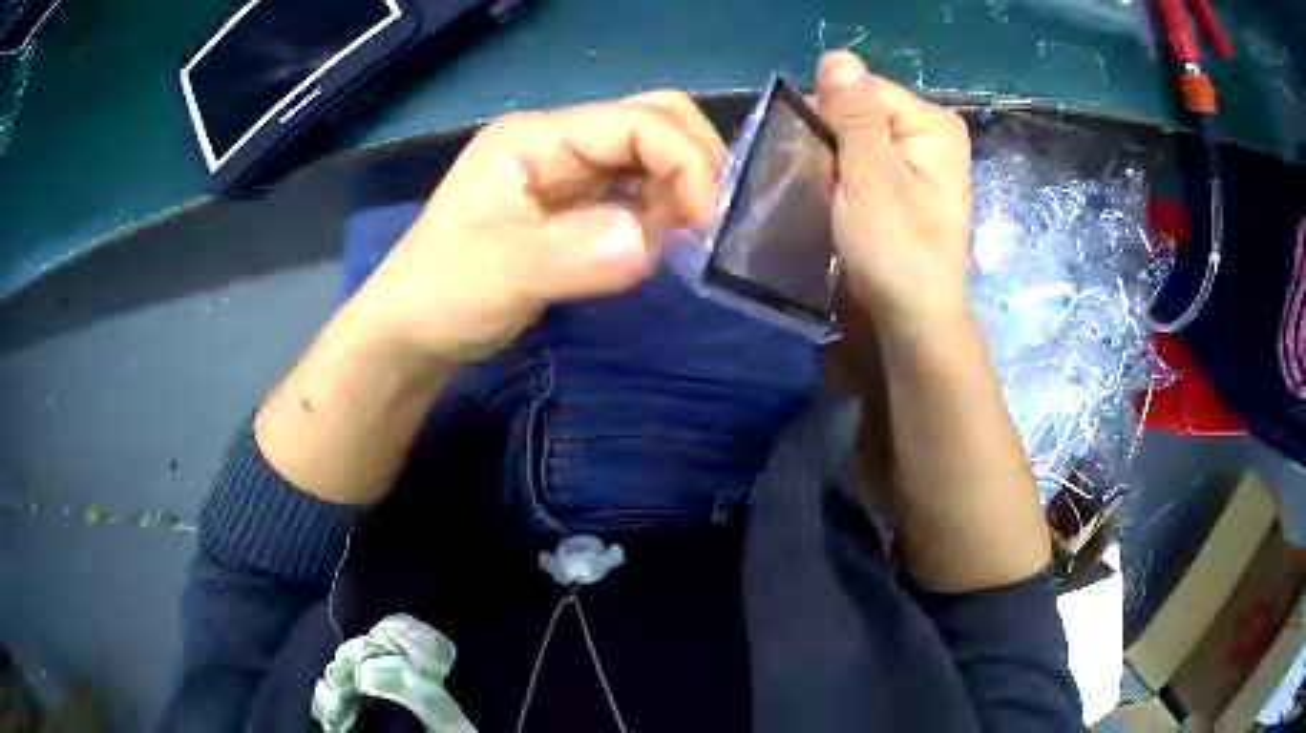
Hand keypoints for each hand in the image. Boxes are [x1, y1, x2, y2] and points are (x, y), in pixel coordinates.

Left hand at [351, 92, 725, 361]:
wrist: (415, 332)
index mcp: (536, 138)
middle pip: (656, 123)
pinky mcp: (579, 207)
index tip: (705, 224)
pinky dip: (662, 218)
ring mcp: (571, 173)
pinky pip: (641, 196)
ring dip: (679, 196)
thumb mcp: (498, 274)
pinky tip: (654, 249)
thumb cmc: (441, 294)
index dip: (685, 161)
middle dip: (693, 167)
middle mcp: (560, 143)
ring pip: (655, 159)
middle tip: (702, 228)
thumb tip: (650, 243)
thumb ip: (572, 255)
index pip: (637, 121)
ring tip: (674, 246)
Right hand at [815, 51, 972, 330]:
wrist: (915, 318)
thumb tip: (838, 56)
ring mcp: (926, 158)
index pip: (861, 90)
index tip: (822, 164)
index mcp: (934, 123)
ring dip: (838, 166)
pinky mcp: (913, 182)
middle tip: (833, 190)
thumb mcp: (870, 178)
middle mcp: (935, 132)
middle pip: (861, 112)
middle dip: (834, 146)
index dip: (830, 120)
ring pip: (859, 138)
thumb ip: (855, 116)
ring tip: (840, 203)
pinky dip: (850, 179)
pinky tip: (850, 207)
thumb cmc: (896, 250)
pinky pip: (868, 160)